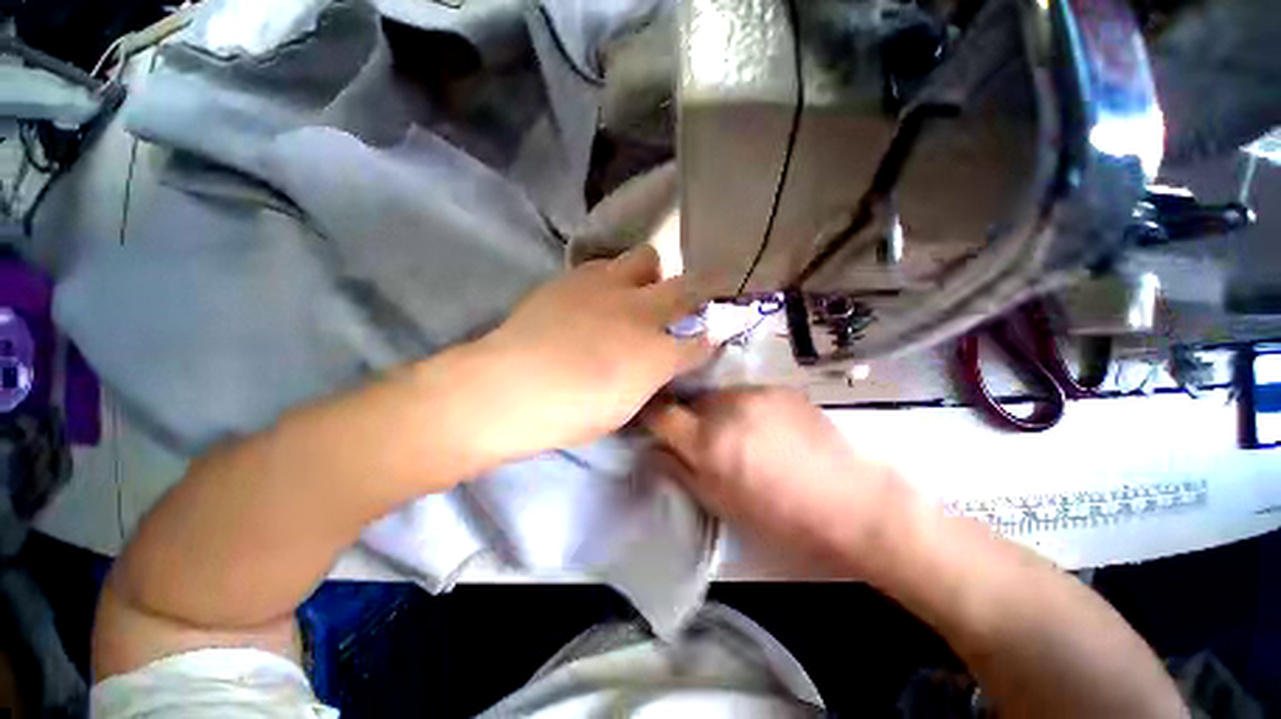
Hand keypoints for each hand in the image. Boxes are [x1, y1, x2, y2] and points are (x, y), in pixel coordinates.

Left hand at [468, 244, 713, 461]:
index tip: (707, 339)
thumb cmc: (572, 413)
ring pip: (647, 258)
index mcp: (658, 354)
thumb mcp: (625, 407)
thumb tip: (663, 362)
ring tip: (633, 294)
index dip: (709, 338)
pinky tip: (597, 296)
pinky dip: (612, 276)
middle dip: (695, 295)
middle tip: (679, 307)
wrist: (509, 387)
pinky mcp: (574, 276)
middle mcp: (642, 313)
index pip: (702, 339)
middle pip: (688, 287)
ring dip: (650, 276)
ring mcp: (607, 287)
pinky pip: (606, 263)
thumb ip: (651, 378)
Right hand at [642, 388, 913, 574]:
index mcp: (708, 440)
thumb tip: (655, 449)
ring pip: (719, 395)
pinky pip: (748, 393)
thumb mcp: (721, 505)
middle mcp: (727, 405)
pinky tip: (767, 429)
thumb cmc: (782, 519)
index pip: (659, 412)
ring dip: (718, 412)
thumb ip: (680, 471)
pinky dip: (746, 407)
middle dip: (688, 418)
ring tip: (740, 436)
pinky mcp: (781, 388)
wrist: (855, 505)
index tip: (649, 421)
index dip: (649, 415)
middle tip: (704, 441)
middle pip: (690, 401)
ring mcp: (757, 391)